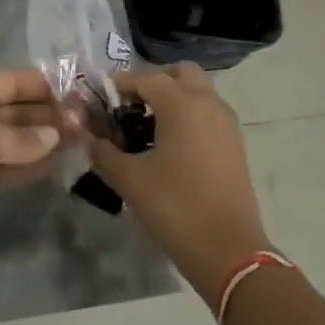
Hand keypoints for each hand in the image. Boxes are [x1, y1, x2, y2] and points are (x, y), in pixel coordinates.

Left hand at [0, 68, 63, 262]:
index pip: (9, 81)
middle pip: (15, 111)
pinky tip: (56, 165)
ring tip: (82, 142)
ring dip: (44, 141)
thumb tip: (55, 136)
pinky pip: (8, 169)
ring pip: (15, 141)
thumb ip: (18, 137)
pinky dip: (30, 166)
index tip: (75, 91)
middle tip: (87, 123)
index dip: (40, 84)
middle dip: (48, 115)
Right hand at [88, 63, 269, 299]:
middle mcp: (208, 103)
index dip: (118, 85)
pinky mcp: (234, 144)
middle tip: (128, 105)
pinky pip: (208, 113)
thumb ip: (104, 152)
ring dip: (172, 98)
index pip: (145, 78)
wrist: (228, 251)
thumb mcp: (129, 179)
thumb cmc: (175, 207)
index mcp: (182, 103)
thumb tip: (91, 139)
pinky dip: (188, 115)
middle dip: (152, 82)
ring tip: (145, 126)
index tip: (98, 98)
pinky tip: (167, 144)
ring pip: (197, 91)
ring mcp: (226, 123)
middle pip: (179, 73)